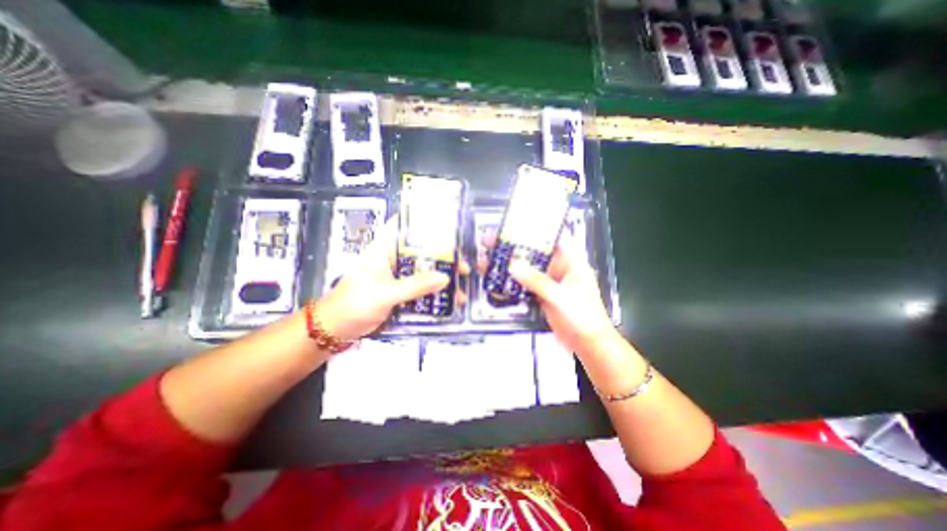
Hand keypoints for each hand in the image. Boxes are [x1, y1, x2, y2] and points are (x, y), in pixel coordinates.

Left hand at [313, 216, 468, 339]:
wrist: (336, 329)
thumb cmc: (354, 304)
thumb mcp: (385, 294)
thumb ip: (414, 286)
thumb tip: (444, 278)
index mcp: (384, 249)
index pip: (404, 227)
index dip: (424, 223)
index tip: (447, 225)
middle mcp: (392, 259)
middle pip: (421, 251)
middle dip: (443, 256)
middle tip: (463, 263)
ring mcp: (397, 276)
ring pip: (423, 270)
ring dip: (441, 276)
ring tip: (461, 283)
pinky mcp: (400, 291)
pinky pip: (421, 287)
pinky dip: (434, 291)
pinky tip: (449, 298)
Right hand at [481, 233, 621, 355]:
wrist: (587, 344)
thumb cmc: (584, 317)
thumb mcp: (560, 296)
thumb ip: (537, 281)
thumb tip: (514, 266)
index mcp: (571, 261)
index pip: (552, 238)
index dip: (533, 229)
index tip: (514, 224)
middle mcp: (559, 268)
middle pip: (534, 252)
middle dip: (514, 246)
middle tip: (492, 240)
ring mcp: (549, 282)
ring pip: (526, 268)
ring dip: (510, 264)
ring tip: (489, 258)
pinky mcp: (541, 294)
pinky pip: (524, 284)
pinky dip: (512, 282)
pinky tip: (497, 279)